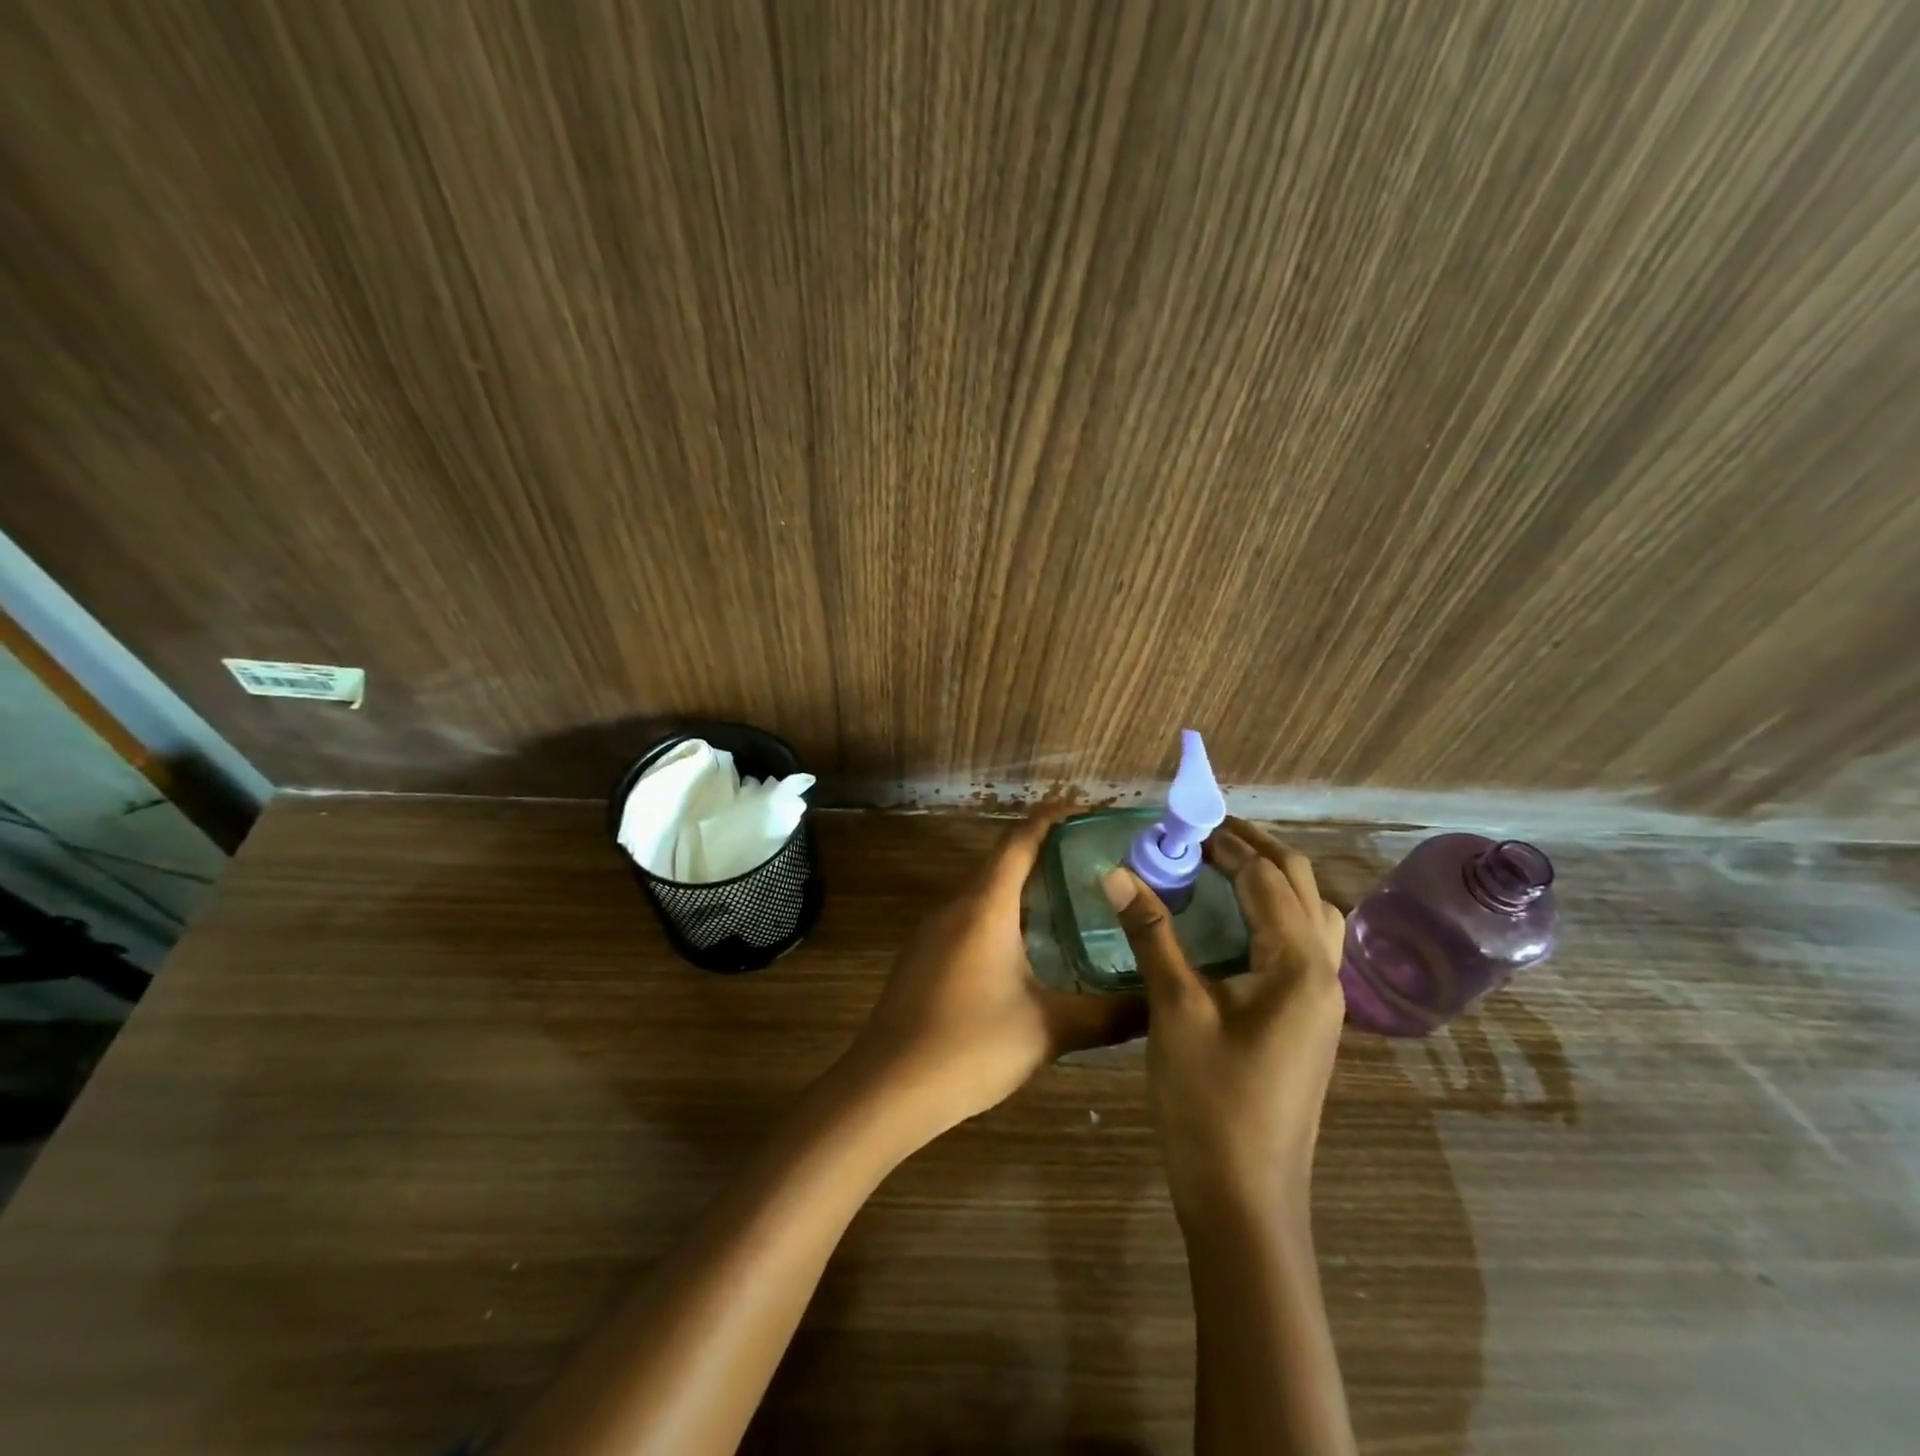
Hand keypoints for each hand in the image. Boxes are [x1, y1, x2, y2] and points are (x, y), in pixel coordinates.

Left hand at [844, 812, 1147, 1142]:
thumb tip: (1156, 1007)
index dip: (1052, 817)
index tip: (1084, 807)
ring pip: (983, 889)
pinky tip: (1023, 944)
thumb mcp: (1047, 1030)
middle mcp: (955, 904)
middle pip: (1001, 859)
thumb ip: (1106, 1016)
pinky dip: (1000, 911)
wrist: (887, 1087)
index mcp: (986, 905)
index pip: (1020, 840)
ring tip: (1066, 895)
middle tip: (1091, 856)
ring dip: (1020, 883)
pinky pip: (967, 914)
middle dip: (1043, 849)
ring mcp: (932, 930)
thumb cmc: (970, 1045)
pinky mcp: (922, 955)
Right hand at [1104, 817, 1346, 1224]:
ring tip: (1221, 865)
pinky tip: (1234, 923)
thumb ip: (1151, 933)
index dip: (1226, 842)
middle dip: (1255, 849)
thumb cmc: (1209, 1102)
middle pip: (1299, 887)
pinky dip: (1273, 915)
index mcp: (1300, 965)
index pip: (1266, 878)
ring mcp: (1322, 1001)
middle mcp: (1324, 974)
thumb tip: (1117, 872)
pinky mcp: (1309, 1021)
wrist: (1245, 1199)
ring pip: (1309, 915)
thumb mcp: (1174, 1009)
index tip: (1184, 820)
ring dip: (1270, 880)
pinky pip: (1301, 945)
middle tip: (1203, 832)